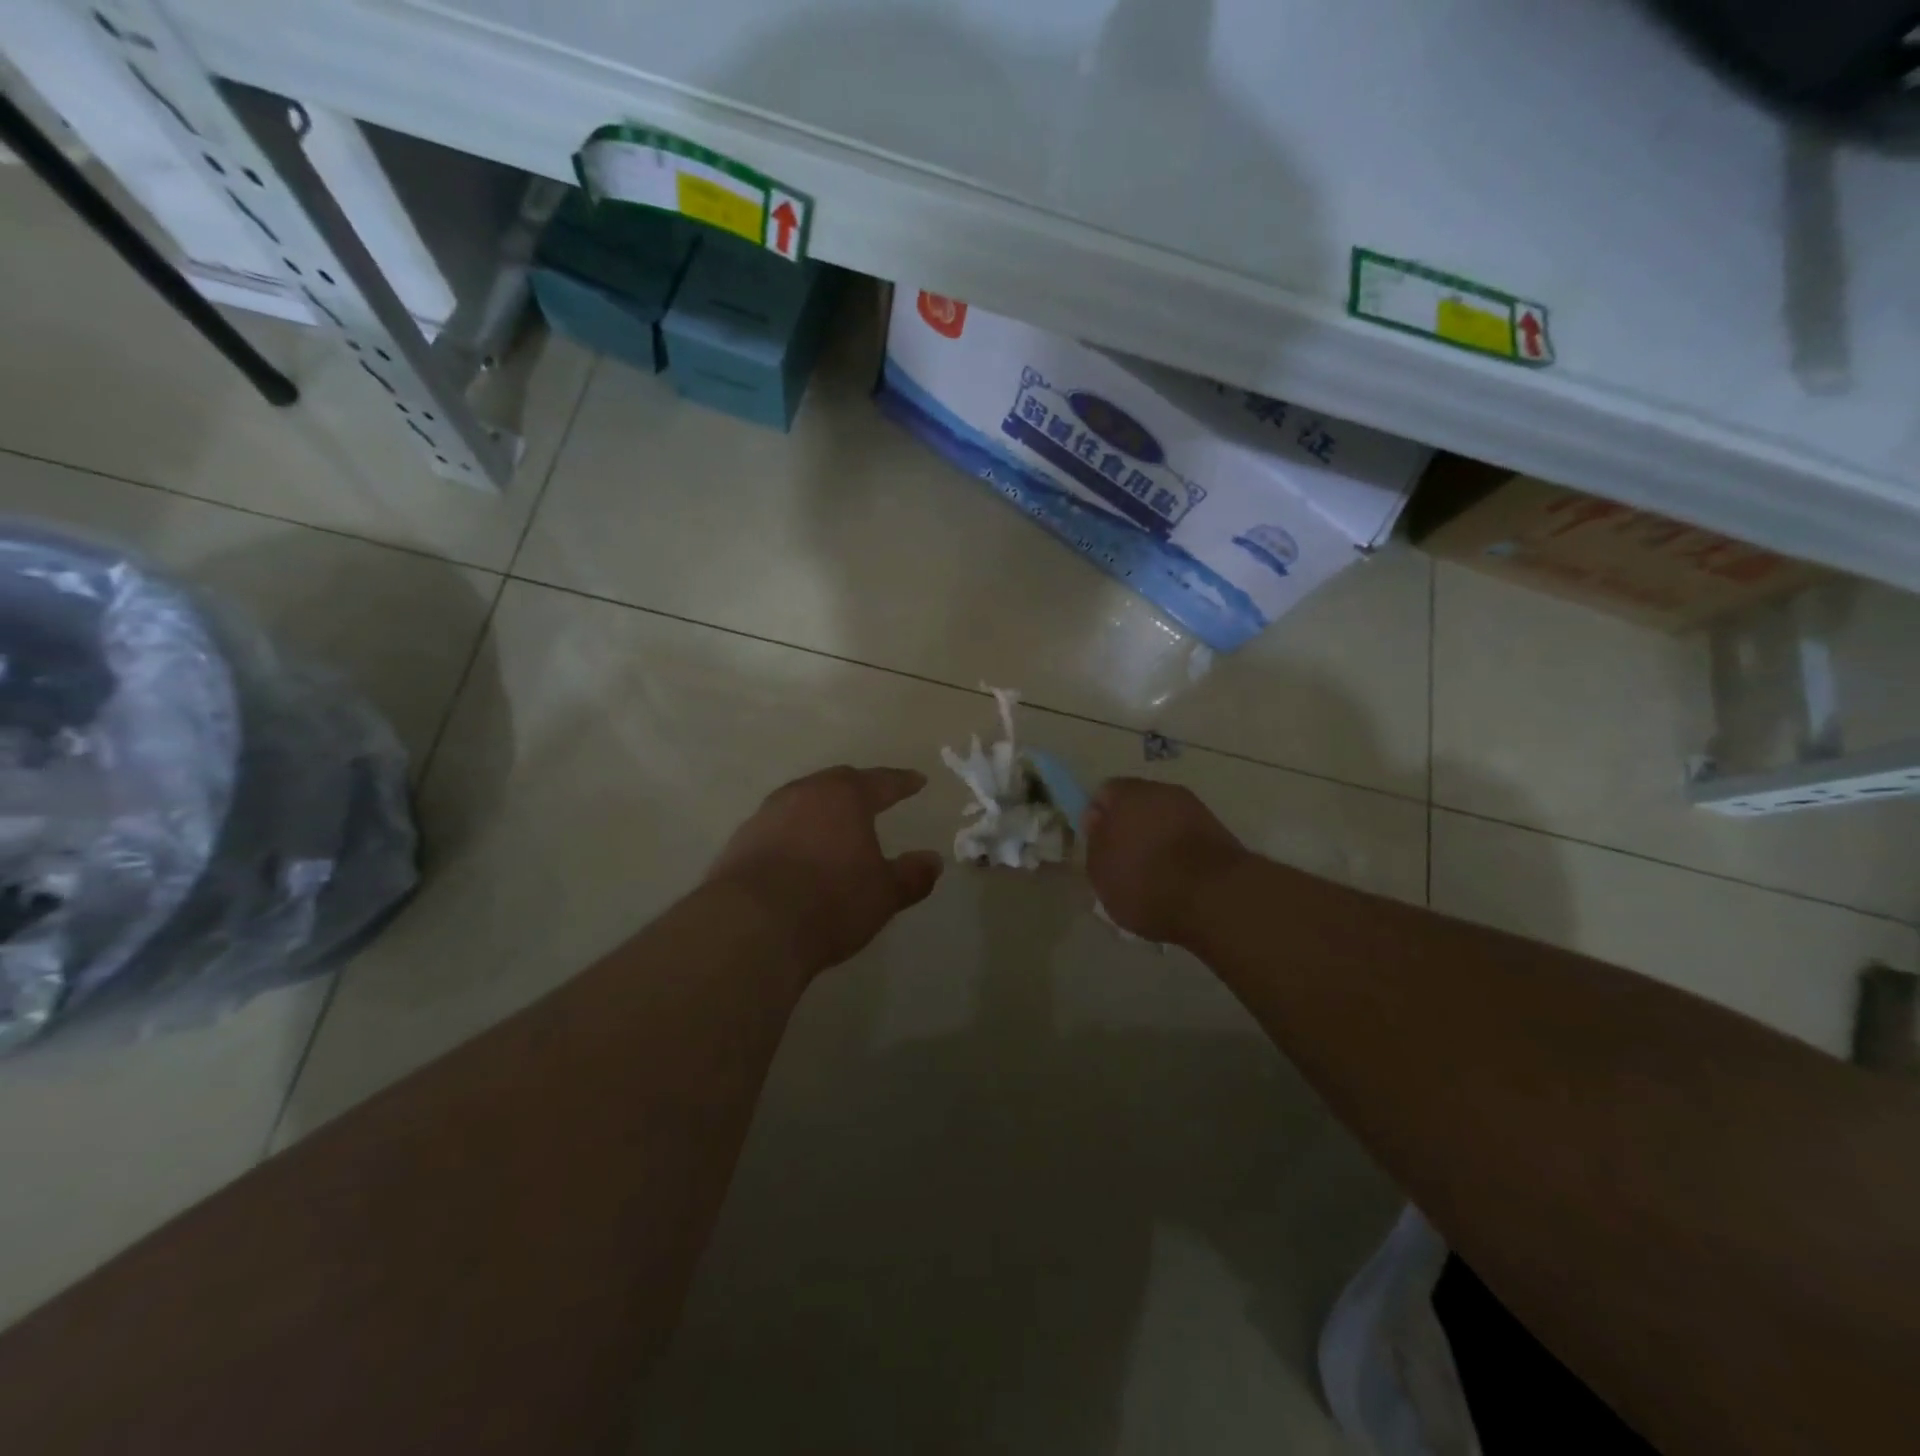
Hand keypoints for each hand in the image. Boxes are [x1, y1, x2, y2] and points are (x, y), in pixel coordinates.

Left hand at [705, 766, 944, 975]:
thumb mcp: (884, 894)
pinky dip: (794, 834)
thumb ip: (911, 875)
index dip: (902, 782)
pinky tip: (798, 854)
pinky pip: (777, 827)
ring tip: (834, 825)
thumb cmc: (831, 900)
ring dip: (821, 810)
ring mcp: (767, 815)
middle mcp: (804, 794)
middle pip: (837, 783)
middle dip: (858, 788)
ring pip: (802, 801)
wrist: (751, 926)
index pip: (882, 782)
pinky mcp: (740, 842)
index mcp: (845, 796)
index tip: (918, 780)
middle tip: (874, 796)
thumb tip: (933, 861)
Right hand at [1083, 778, 1248, 945]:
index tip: (1098, 846)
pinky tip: (1178, 880)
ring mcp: (1195, 809)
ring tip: (1153, 876)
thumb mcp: (1101, 872)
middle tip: (1123, 861)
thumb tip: (1097, 821)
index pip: (1104, 794)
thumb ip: (1094, 842)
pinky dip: (1181, 852)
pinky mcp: (1220, 832)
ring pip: (1165, 820)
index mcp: (1128, 794)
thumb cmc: (1146, 883)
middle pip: (1138, 804)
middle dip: (1130, 827)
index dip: (1098, 818)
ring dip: (1157, 839)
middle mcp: (1163, 791)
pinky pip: (1187, 837)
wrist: (1216, 898)